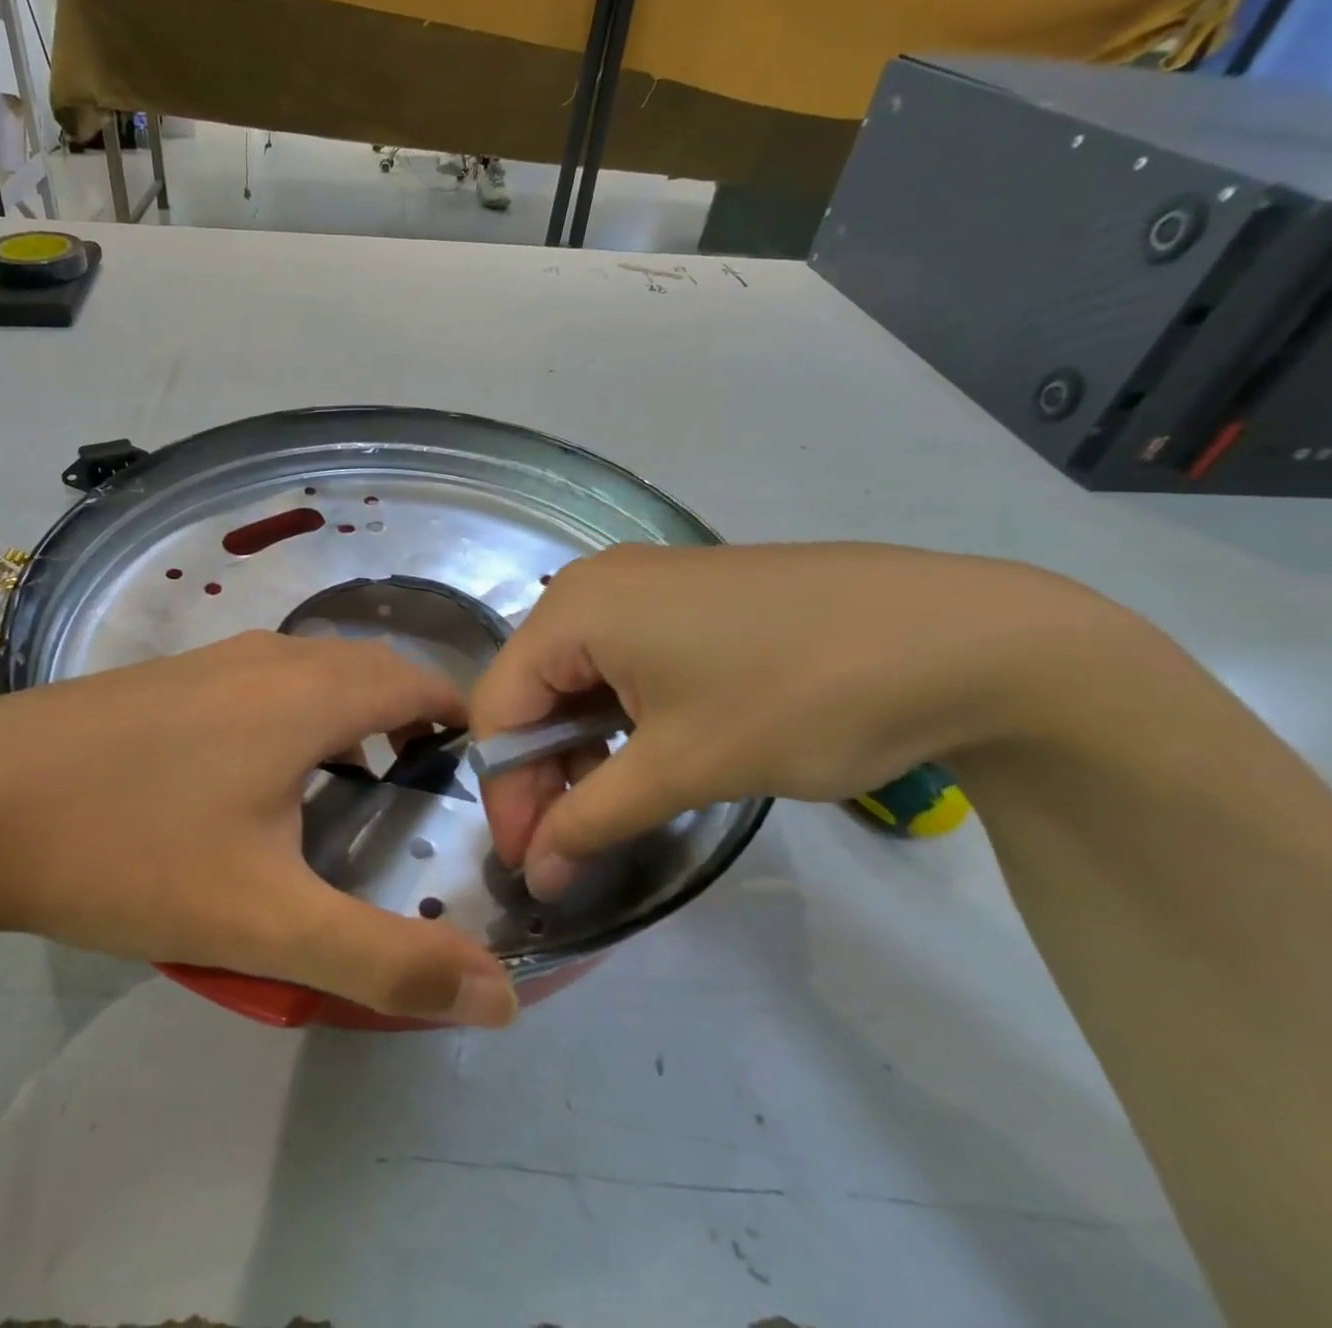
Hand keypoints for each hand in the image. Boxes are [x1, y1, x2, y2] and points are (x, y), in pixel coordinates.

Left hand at [0, 632, 517, 1026]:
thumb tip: (499, 996)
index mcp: (309, 694)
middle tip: (427, 789)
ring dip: (354, 714)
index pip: (421, 683)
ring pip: (315, 672)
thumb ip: (386, 961)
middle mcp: (270, 658)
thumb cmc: (128, 852)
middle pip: (372, 670)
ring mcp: (211, 661)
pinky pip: (265, 682)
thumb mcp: (265, 923)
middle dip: (414, 717)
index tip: (480, 776)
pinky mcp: (167, 678)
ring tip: (359, 784)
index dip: (463, 721)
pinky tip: (264, 777)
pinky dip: (299, 714)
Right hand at [470, 542, 1103, 898]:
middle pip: (533, 688)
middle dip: (542, 772)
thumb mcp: (682, 767)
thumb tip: (535, 875)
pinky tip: (647, 753)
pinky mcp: (684, 596)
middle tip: (570, 845)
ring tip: (614, 805)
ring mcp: (641, 583)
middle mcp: (593, 583)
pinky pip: (620, 659)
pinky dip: (618, 715)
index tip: (532, 862)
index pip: (500, 707)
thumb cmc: (798, 698)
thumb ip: (591, 820)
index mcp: (574, 608)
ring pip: (576, 676)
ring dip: (581, 747)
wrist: (958, 638)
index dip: (506, 791)